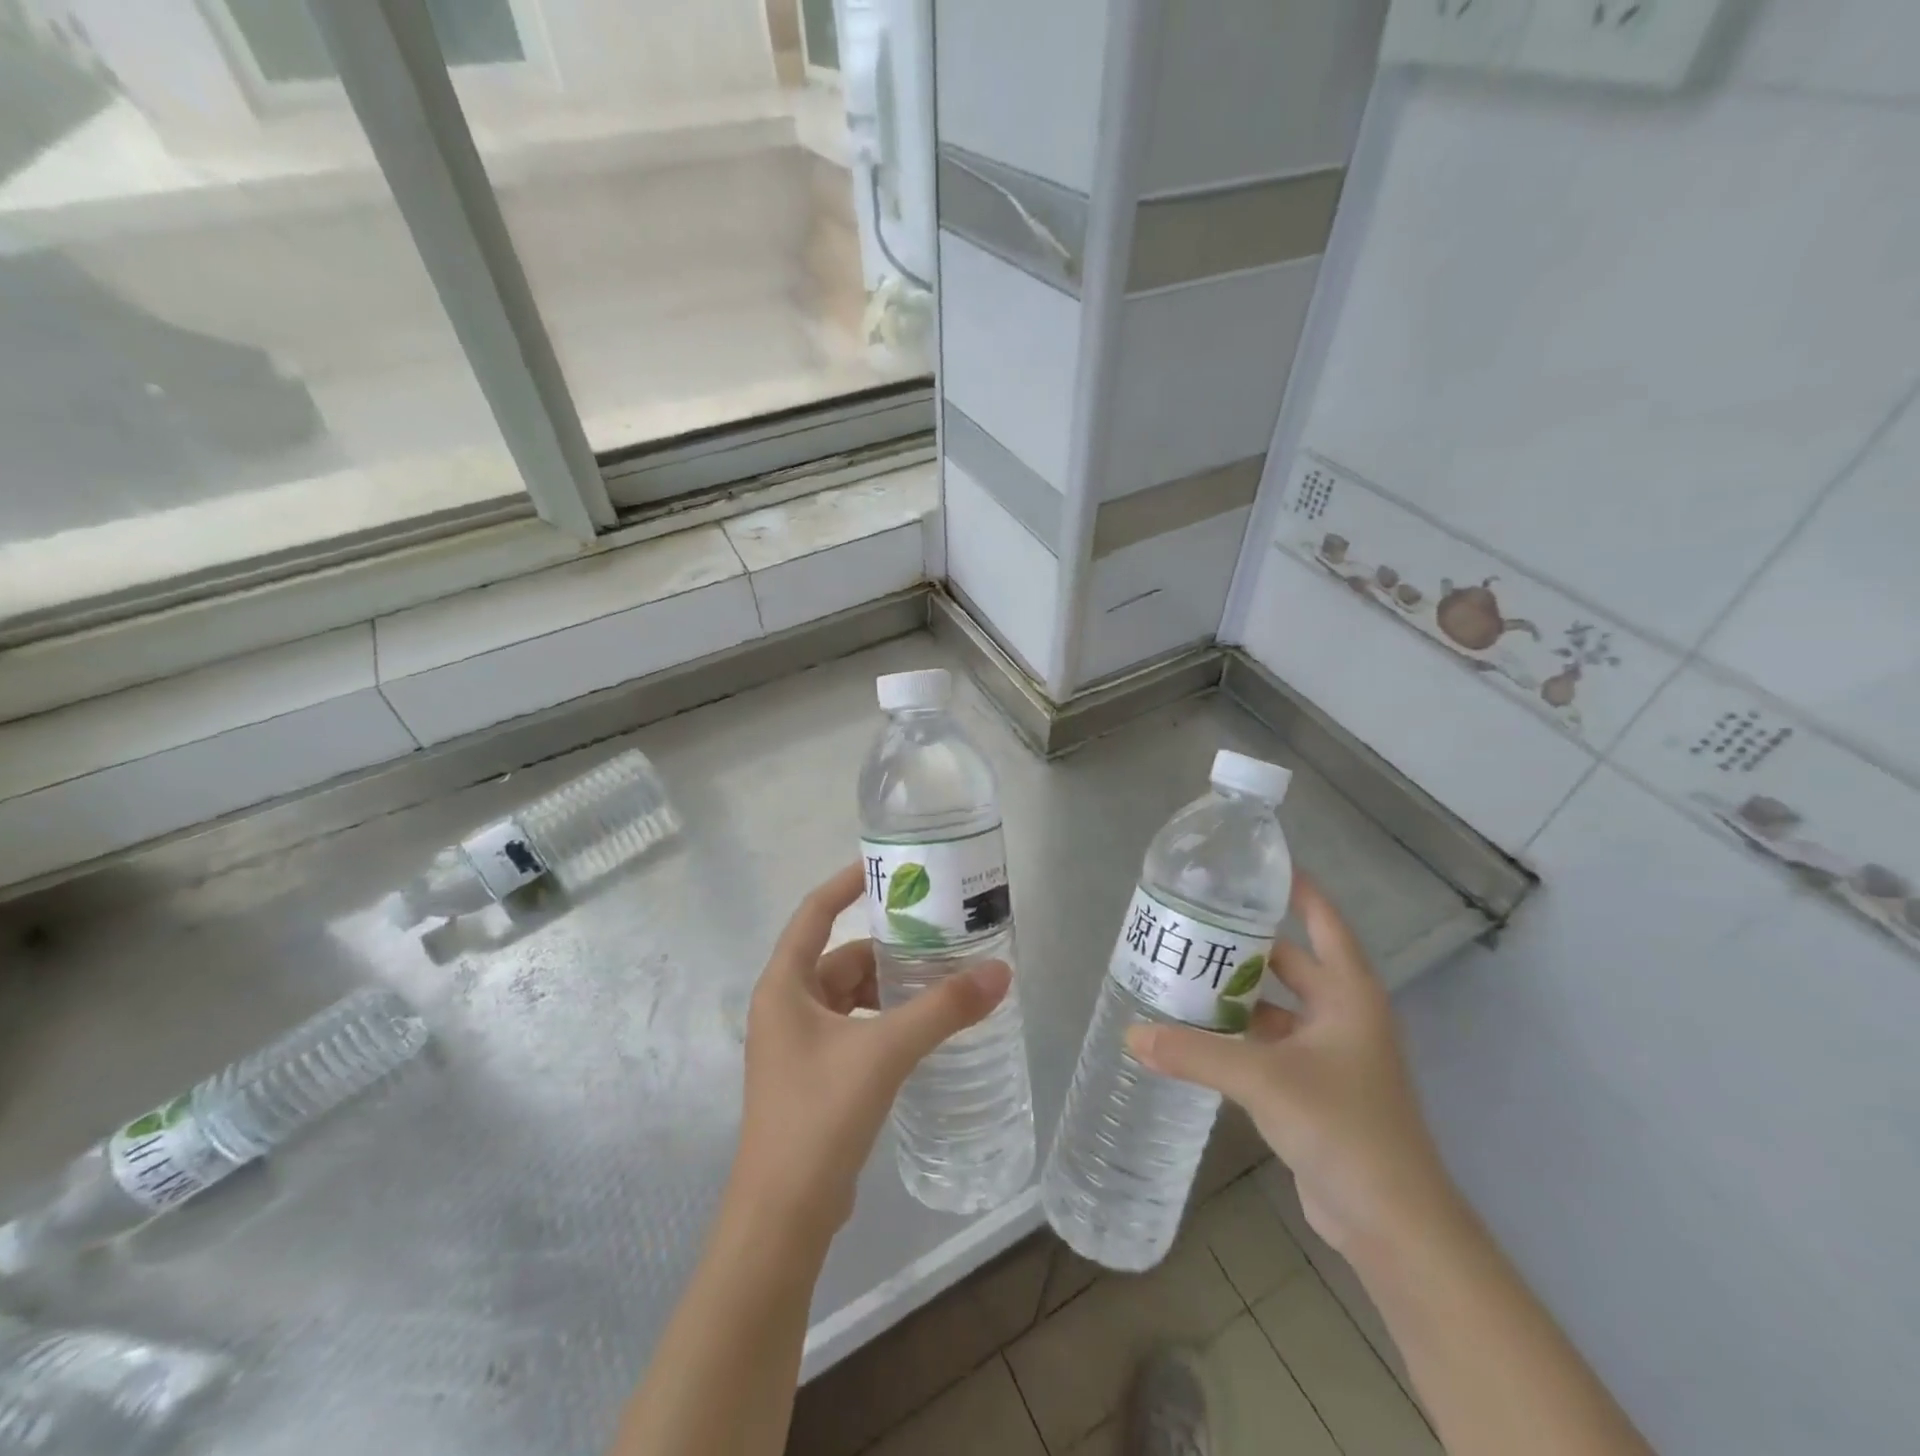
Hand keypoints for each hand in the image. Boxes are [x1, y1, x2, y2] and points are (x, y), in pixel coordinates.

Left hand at [728, 863, 1011, 1247]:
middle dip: (888, 946)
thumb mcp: (885, 1051)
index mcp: (784, 986)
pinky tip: (922, 1028)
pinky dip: (884, 1019)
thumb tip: (1001, 973)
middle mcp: (785, 1007)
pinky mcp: (814, 1078)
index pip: (814, 912)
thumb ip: (944, 1009)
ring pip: (850, 996)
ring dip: (890, 986)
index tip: (889, 867)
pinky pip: (854, 1028)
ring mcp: (797, 1046)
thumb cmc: (820, 1116)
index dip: (848, 884)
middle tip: (940, 934)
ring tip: (942, 979)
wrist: (782, 1219)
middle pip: (841, 957)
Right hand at [1127, 875, 1456, 1262]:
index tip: (1253, 867)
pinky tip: (1198, 1031)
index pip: (1322, 921)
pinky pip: (1269, 1044)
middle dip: (1245, 944)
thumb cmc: (1342, 1127)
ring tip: (1183, 973)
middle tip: (1192, 923)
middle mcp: (1342, 1014)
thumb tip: (1131, 1036)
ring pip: (1276, 1006)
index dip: (1295, 889)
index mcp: (1349, 993)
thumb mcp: (1262, 1080)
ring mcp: (1330, 1054)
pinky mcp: (1314, 1089)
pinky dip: (1238, 1034)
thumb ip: (1194, 1054)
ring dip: (1237, 993)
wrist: (1393, 1224)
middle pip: (1290, 961)